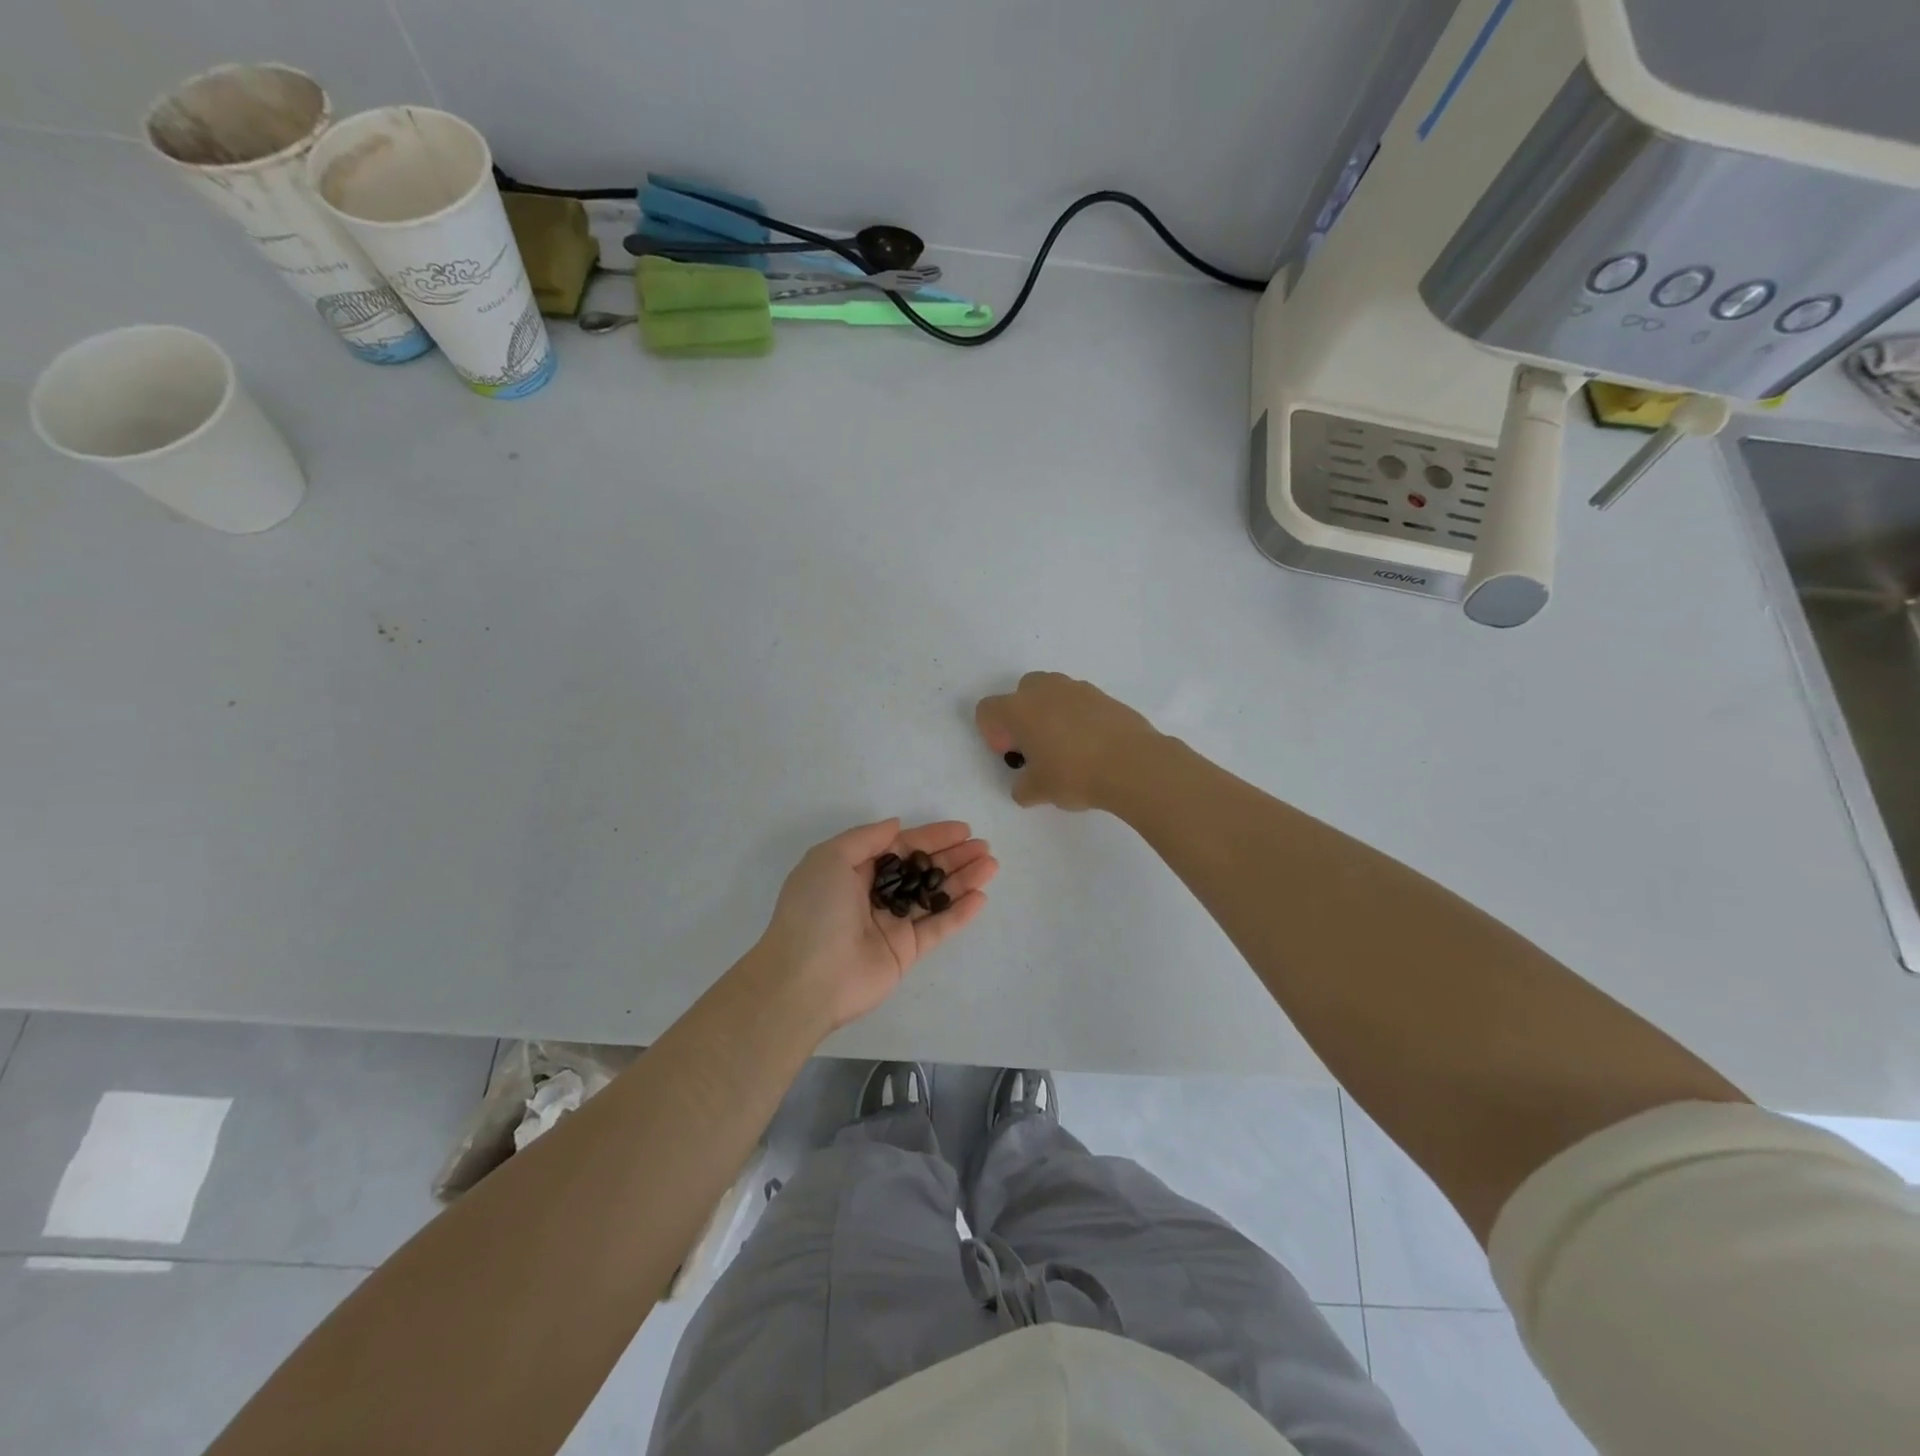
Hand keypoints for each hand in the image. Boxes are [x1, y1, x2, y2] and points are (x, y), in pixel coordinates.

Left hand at [758, 819, 997, 1030]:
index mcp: (854, 871)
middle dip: (953, 856)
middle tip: (984, 847)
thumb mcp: (830, 859)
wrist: (805, 979)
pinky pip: (937, 928)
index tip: (962, 829)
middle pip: (922, 870)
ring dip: (963, 880)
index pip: (901, 848)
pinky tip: (981, 897)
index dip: (931, 837)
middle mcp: (875, 895)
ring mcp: (892, 924)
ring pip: (934, 896)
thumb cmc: (814, 911)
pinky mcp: (906, 952)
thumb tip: (896, 826)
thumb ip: (866, 838)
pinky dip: (959, 913)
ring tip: (991, 865)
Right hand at [975, 672, 1161, 810]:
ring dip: (1050, 713)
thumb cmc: (1074, 774)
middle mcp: (1044, 690)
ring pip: (1052, 693)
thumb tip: (1025, 786)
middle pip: (1020, 692)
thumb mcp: (1039, 791)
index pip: (987, 710)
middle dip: (1021, 715)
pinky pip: (1079, 702)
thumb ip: (1023, 787)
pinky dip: (1077, 717)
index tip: (1010, 754)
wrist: (1132, 764)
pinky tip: (1090, 745)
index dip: (992, 732)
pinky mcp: (1104, 695)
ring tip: (1065, 746)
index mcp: (1019, 709)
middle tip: (1034, 746)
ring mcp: (1077, 688)